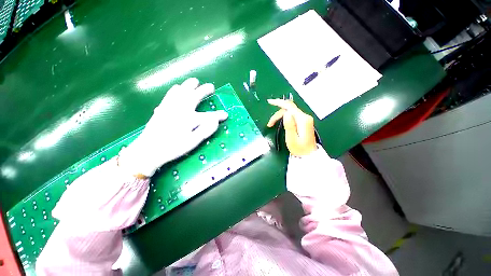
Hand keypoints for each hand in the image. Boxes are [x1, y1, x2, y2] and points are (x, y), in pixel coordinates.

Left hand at [119, 78, 227, 176]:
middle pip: (194, 97)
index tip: (226, 114)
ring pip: (181, 92)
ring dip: (189, 86)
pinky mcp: (161, 109)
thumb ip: (205, 130)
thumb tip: (215, 121)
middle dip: (204, 91)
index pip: (208, 116)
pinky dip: (175, 90)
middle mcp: (180, 110)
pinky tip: (176, 89)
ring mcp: (169, 108)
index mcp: (189, 119)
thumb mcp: (192, 142)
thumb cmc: (172, 148)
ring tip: (194, 81)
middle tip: (211, 86)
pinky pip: (169, 95)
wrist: (147, 151)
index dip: (218, 115)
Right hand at [267, 99, 316, 155]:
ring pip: (290, 112)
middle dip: (277, 114)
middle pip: (289, 109)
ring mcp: (305, 119)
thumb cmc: (299, 149)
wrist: (309, 155)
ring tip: (272, 124)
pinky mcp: (303, 122)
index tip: (269, 102)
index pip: (290, 107)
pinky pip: (292, 115)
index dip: (279, 103)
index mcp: (302, 120)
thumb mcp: (292, 139)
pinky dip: (284, 117)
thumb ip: (289, 125)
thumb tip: (286, 113)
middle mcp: (305, 117)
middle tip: (270, 124)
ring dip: (279, 116)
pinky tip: (279, 121)